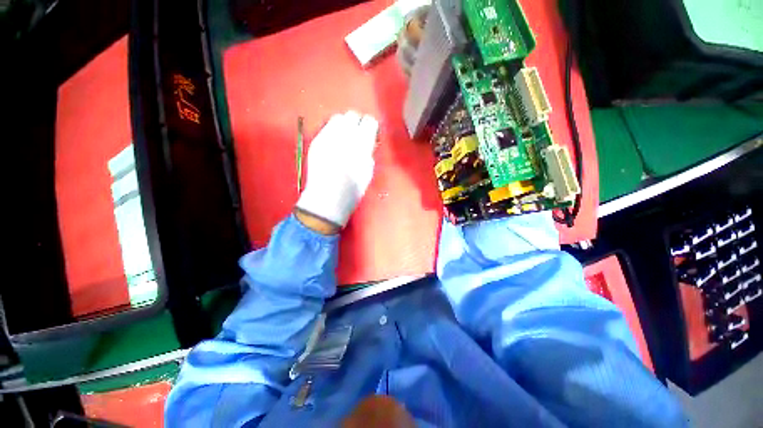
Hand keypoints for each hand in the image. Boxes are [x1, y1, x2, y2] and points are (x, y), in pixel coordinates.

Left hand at [296, 111, 378, 231]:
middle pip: (352, 115)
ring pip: (337, 118)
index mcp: (362, 143)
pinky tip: (333, 144)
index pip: (369, 122)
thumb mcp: (368, 171)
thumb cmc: (353, 189)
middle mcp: (344, 135)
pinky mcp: (316, 141)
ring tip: (344, 138)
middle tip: (357, 135)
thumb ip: (369, 152)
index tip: (370, 135)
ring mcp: (327, 136)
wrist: (327, 198)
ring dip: (344, 125)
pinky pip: (326, 127)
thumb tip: (367, 142)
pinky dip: (332, 131)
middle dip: (357, 123)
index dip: (370, 127)